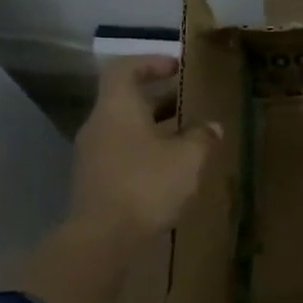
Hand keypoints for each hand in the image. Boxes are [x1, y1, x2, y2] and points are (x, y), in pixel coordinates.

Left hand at [68, 56, 221, 243]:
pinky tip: (169, 169)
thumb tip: (211, 126)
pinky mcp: (94, 181)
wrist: (102, 239)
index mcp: (117, 108)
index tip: (176, 67)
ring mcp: (92, 155)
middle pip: (125, 100)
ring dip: (153, 128)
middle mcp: (98, 125)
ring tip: (186, 138)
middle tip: (189, 103)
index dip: (150, 62)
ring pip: (124, 129)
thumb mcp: (187, 158)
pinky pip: (121, 153)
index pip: (125, 69)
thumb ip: (202, 137)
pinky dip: (144, 152)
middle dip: (158, 99)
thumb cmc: (146, 185)